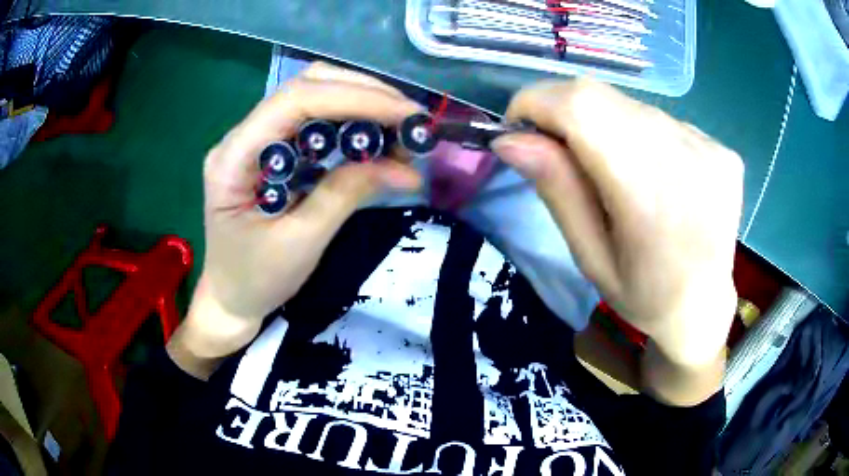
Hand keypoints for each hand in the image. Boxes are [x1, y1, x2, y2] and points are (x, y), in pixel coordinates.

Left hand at [169, 64, 422, 377]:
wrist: (231, 298)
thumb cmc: (255, 280)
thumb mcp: (301, 243)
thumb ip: (346, 195)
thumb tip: (404, 167)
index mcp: (234, 157)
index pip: (295, 101)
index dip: (355, 98)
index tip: (407, 114)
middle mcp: (243, 135)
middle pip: (306, 86)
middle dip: (364, 94)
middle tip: (410, 118)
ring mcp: (257, 139)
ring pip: (314, 95)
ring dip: (362, 103)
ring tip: (401, 128)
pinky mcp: (273, 149)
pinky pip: (315, 120)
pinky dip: (352, 122)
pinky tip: (377, 137)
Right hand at [492, 80, 741, 377]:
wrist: (703, 307)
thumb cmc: (643, 296)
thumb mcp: (589, 256)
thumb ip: (557, 189)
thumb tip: (510, 138)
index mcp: (650, 195)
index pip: (581, 106)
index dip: (537, 102)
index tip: (519, 126)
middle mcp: (686, 157)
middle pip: (603, 96)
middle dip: (563, 110)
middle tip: (556, 147)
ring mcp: (709, 149)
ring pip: (632, 105)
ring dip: (604, 123)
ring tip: (610, 167)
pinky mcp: (721, 148)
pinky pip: (663, 121)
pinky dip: (640, 134)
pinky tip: (651, 172)